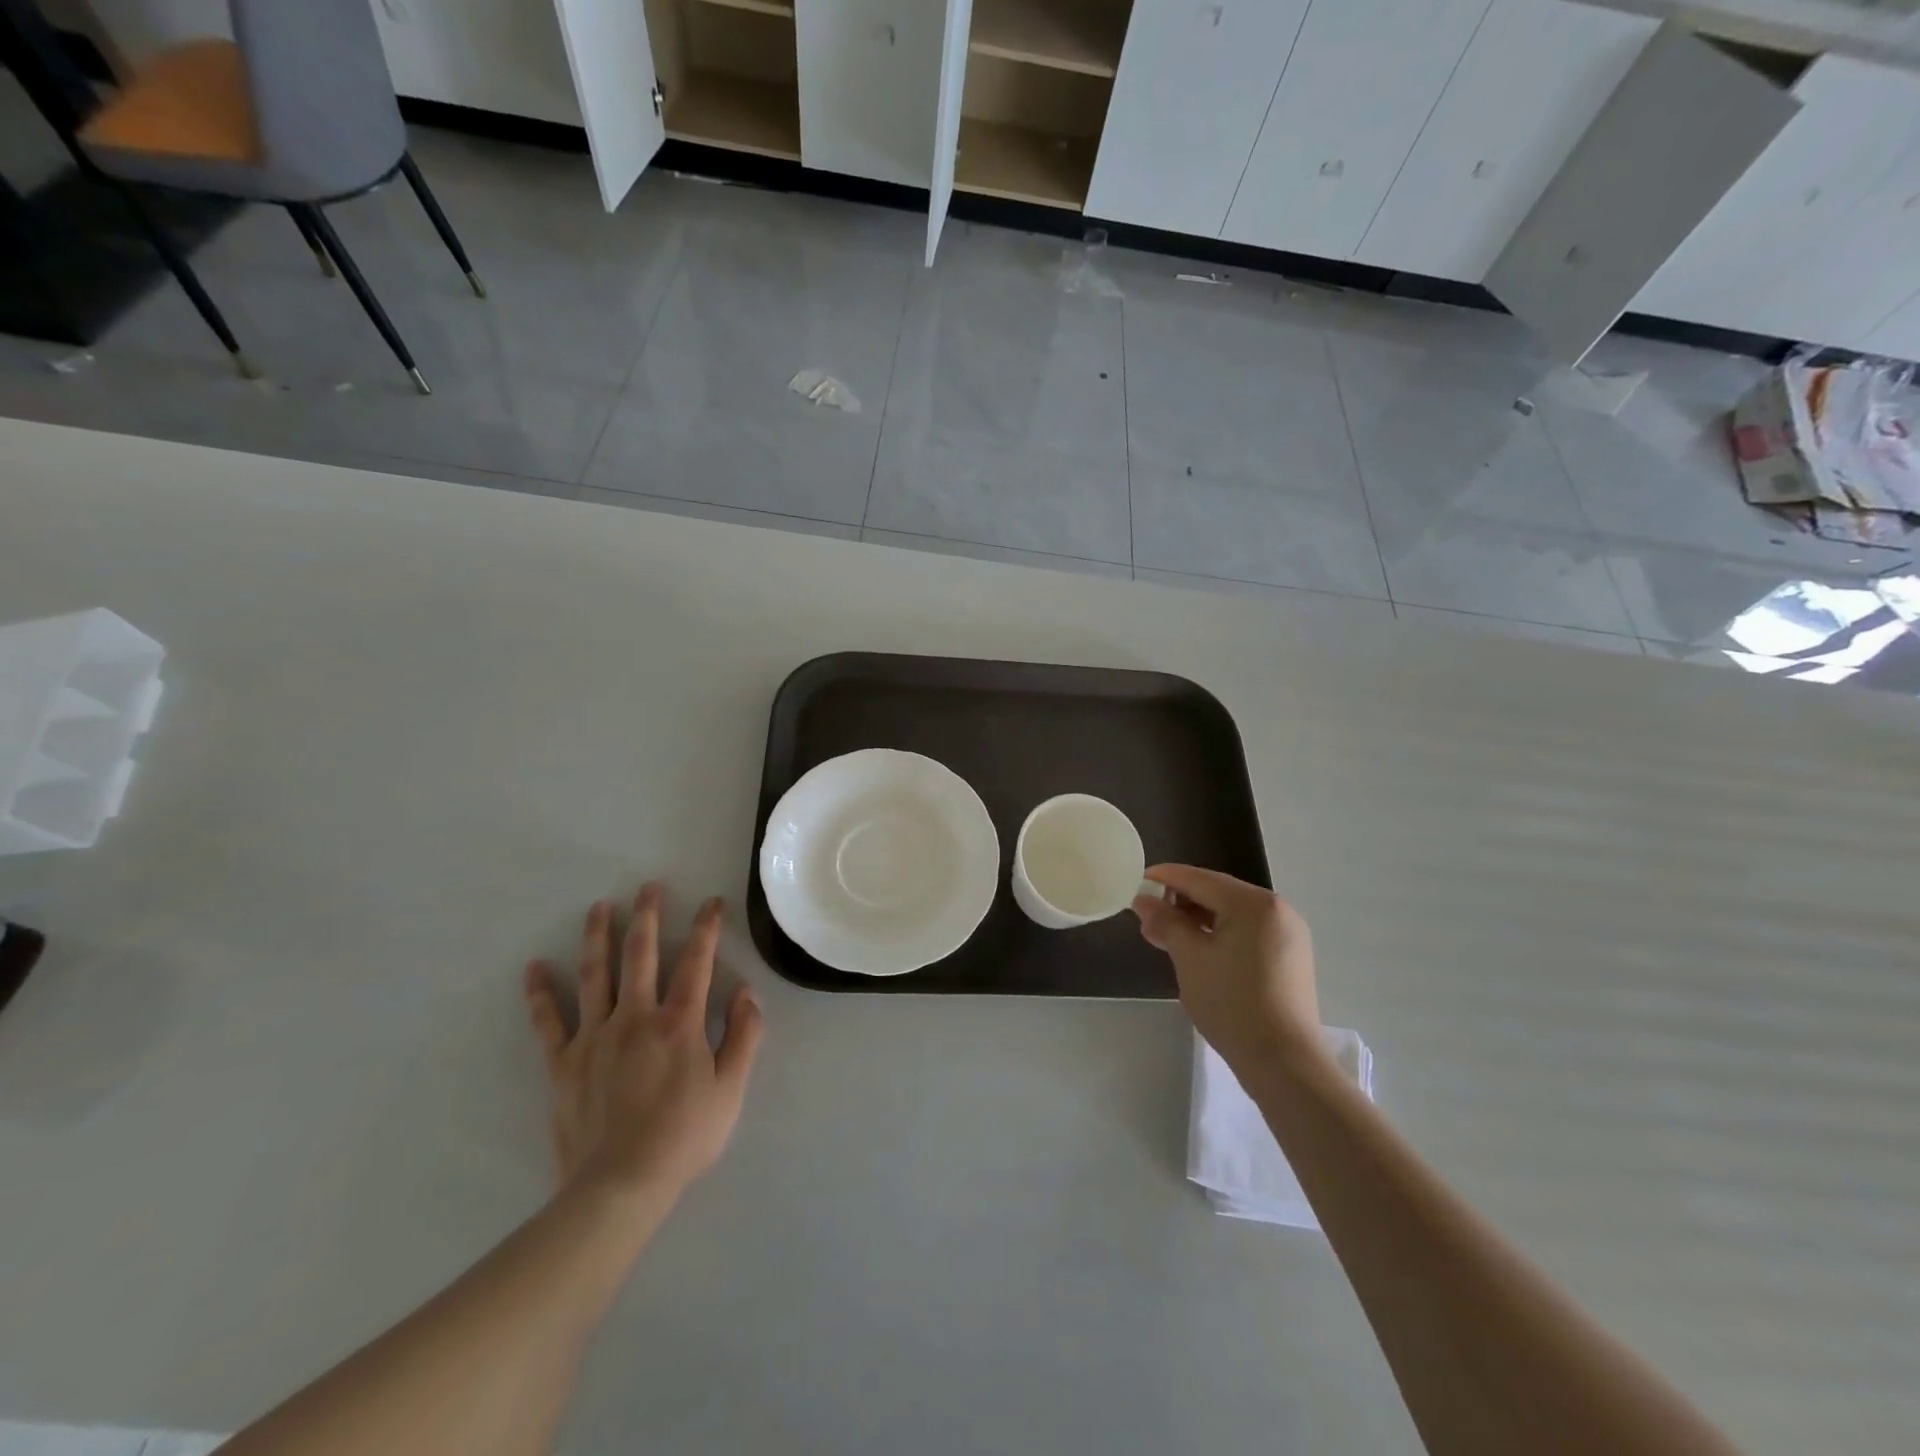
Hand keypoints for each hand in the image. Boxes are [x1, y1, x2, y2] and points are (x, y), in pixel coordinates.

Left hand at [524, 884, 763, 1198]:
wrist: (619, 1186)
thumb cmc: (684, 1137)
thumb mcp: (731, 1089)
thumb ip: (743, 1036)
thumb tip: (747, 992)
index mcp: (679, 1022)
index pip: (696, 962)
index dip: (706, 928)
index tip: (711, 902)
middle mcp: (635, 1017)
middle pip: (641, 955)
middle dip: (647, 916)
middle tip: (648, 887)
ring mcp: (594, 1037)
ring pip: (595, 975)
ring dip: (598, 937)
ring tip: (600, 907)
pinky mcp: (563, 1062)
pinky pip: (549, 1021)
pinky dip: (540, 993)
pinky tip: (534, 967)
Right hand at [1132, 865, 1323, 1076]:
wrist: (1284, 1062)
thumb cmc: (1232, 1003)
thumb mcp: (1189, 958)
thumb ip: (1165, 922)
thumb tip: (1143, 900)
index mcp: (1254, 903)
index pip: (1199, 879)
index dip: (1164, 878)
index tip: (1135, 882)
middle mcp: (1276, 909)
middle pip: (1217, 893)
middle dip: (1179, 904)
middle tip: (1146, 920)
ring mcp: (1287, 934)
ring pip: (1231, 914)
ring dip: (1196, 921)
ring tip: (1165, 939)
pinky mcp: (1289, 957)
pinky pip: (1246, 932)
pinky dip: (1218, 935)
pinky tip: (1195, 951)